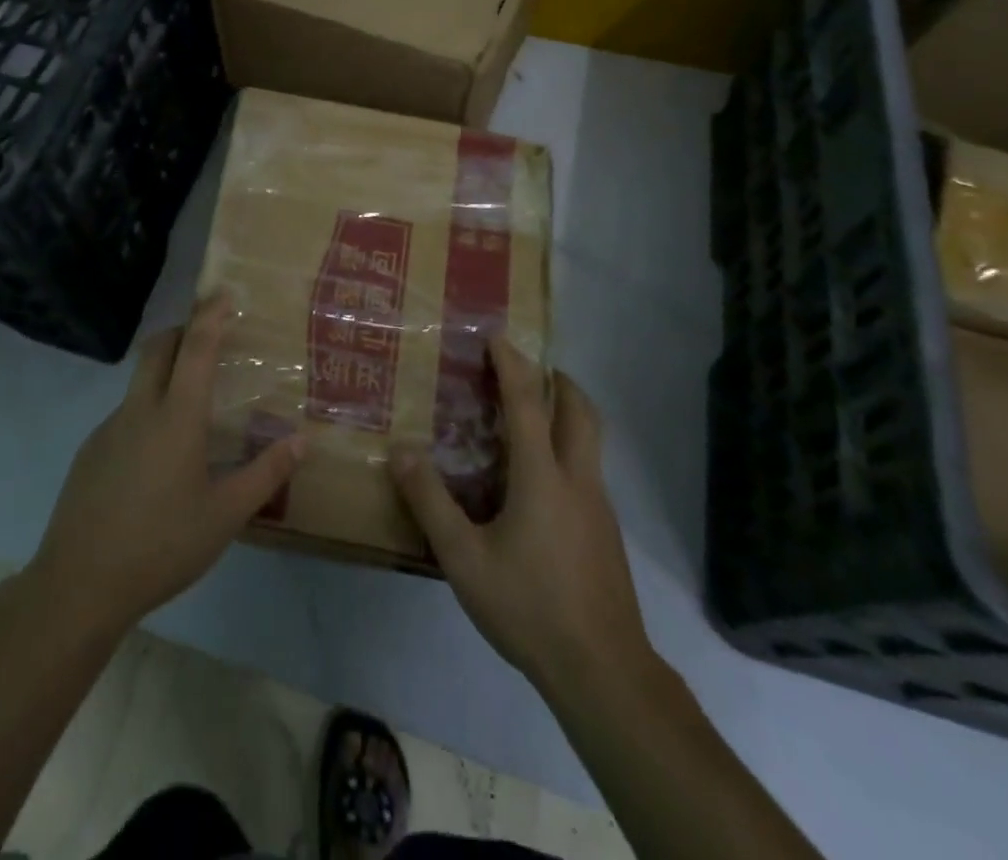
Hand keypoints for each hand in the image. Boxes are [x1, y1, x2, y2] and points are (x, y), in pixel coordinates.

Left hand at [27, 296, 303, 640]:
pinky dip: (146, 413)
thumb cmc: (161, 546)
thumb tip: (301, 441)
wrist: (78, 586)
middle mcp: (139, 411)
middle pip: (157, 348)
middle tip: (208, 339)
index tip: (223, 294)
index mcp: (176, 418)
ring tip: (191, 411)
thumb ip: (265, 474)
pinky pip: (124, 416)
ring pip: (139, 383)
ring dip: (165, 374)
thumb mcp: (225, 516)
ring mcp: (108, 430)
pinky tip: (158, 461)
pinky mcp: (89, 453)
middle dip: (182, 331)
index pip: (196, 348)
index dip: (210, 315)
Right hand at [390, 339, 655, 701]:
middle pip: (580, 410)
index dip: (512, 365)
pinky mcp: (606, 532)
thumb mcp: (464, 558)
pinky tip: (540, 483)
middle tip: (530, 369)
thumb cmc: (529, 607)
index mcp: (542, 476)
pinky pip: (588, 470)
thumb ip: (430, 502)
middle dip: (558, 380)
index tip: (498, 337)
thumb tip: (401, 451)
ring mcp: (599, 506)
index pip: (528, 403)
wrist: (603, 671)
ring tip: (532, 417)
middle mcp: (578, 479)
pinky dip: (568, 449)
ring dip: (567, 413)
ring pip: (591, 440)